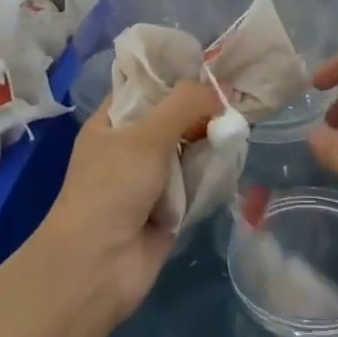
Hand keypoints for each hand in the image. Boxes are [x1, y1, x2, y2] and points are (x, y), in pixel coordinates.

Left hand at [36, 79, 221, 322]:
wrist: (98, 267)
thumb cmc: (111, 188)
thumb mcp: (146, 136)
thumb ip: (183, 105)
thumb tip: (217, 95)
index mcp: (112, 122)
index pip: (146, 86)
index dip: (176, 76)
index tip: (210, 69)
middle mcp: (129, 146)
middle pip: (172, 117)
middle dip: (201, 111)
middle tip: (234, 99)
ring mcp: (149, 179)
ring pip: (187, 149)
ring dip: (209, 143)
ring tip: (239, 129)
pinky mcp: (169, 209)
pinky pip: (196, 182)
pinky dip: (212, 174)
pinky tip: (233, 161)